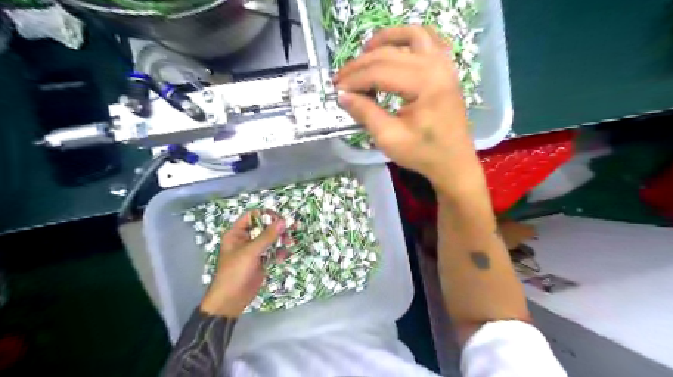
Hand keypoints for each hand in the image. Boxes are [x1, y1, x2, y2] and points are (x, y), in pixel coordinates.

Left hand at [198, 209, 284, 317]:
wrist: (231, 300)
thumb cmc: (235, 272)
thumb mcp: (251, 252)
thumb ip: (267, 236)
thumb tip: (283, 221)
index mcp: (237, 233)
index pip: (252, 216)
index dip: (266, 215)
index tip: (280, 218)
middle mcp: (245, 239)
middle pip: (264, 227)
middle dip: (278, 228)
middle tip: (292, 228)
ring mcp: (254, 250)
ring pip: (270, 239)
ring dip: (281, 240)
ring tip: (290, 243)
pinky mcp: (261, 260)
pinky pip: (273, 251)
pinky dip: (279, 252)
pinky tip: (283, 257)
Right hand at [332, 25, 479, 195]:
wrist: (453, 162)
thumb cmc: (422, 153)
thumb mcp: (389, 138)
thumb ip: (365, 113)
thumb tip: (343, 96)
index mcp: (425, 85)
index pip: (380, 72)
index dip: (355, 80)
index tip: (336, 90)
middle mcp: (436, 66)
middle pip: (390, 54)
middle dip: (361, 65)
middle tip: (341, 79)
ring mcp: (444, 65)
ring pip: (411, 36)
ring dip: (384, 40)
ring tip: (364, 53)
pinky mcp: (445, 69)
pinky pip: (427, 40)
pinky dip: (407, 39)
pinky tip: (392, 48)